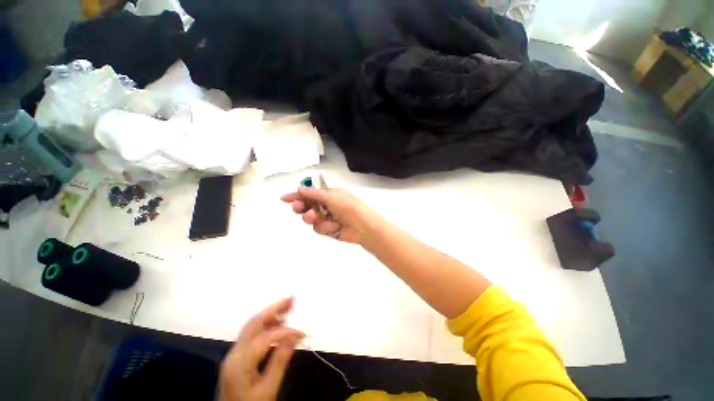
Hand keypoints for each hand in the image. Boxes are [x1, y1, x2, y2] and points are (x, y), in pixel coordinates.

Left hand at [219, 298, 304, 400]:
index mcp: (240, 363)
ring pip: (252, 326)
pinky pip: (251, 333)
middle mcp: (234, 353)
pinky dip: (265, 324)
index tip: (302, 333)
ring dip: (270, 314)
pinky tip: (277, 324)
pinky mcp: (237, 355)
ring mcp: (234, 353)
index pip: (265, 338)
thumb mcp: (267, 391)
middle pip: (254, 323)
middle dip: (274, 309)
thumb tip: (293, 338)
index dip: (285, 332)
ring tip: (287, 307)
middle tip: (291, 298)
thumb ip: (279, 363)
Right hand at [281, 187, 375, 244]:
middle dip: (302, 207)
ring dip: (312, 218)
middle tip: (298, 208)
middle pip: (308, 206)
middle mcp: (327, 205)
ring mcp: (328, 218)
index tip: (284, 198)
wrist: (362, 226)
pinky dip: (325, 227)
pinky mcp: (329, 229)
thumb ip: (314, 194)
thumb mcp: (331, 197)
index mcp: (329, 195)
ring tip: (316, 218)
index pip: (310, 194)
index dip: (297, 195)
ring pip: (311, 218)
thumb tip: (300, 188)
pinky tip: (334, 227)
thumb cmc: (348, 207)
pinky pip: (319, 228)